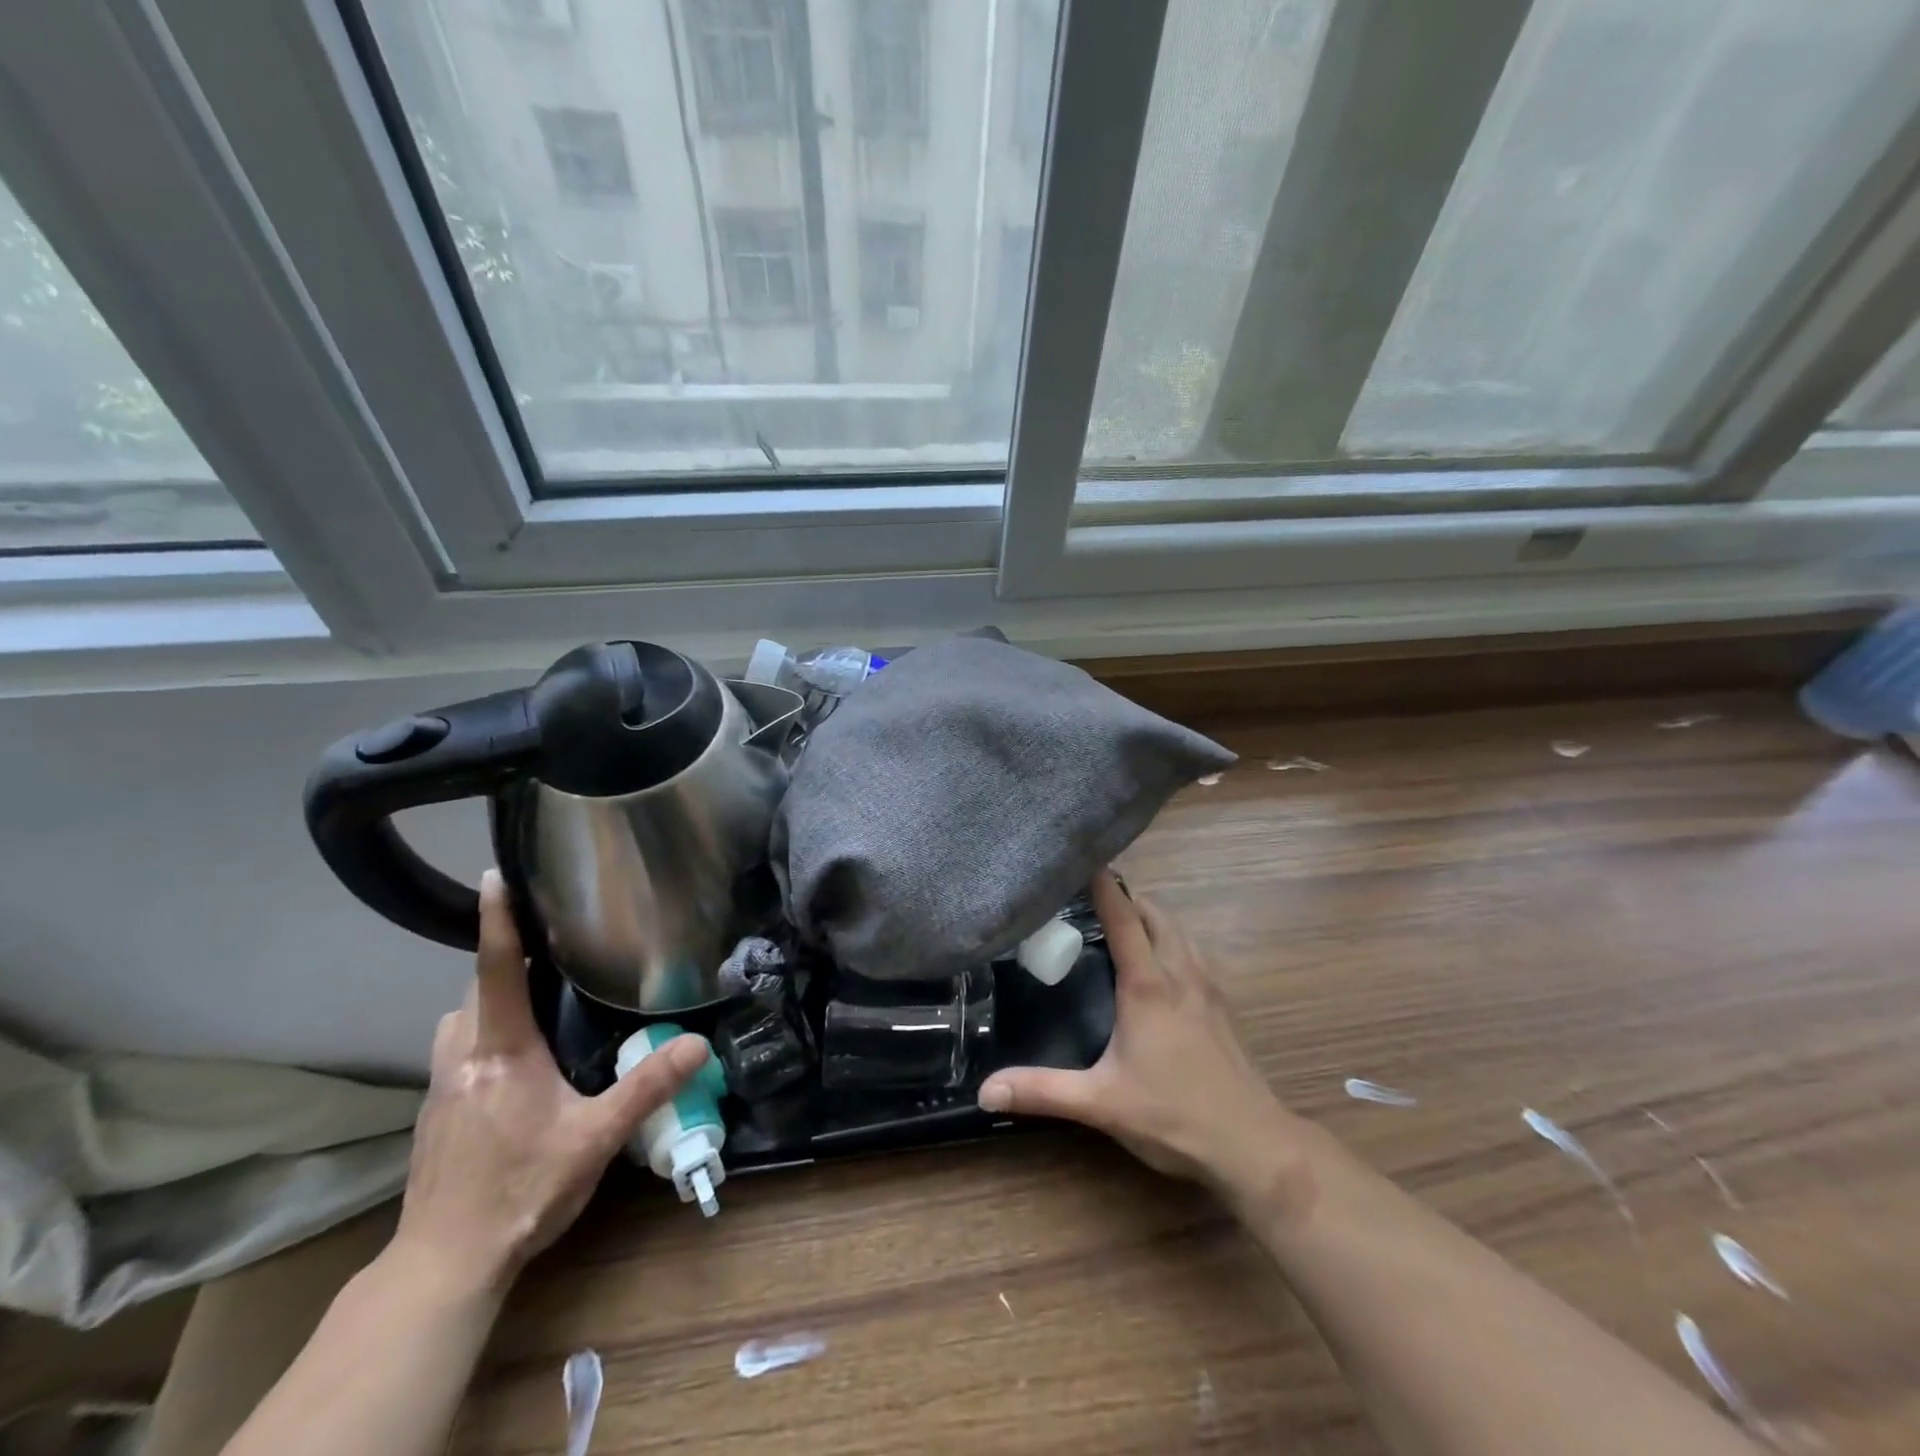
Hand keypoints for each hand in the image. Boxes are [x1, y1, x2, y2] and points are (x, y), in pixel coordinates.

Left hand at [393, 870, 708, 1288]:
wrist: (443, 1266)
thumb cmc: (521, 1191)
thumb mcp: (596, 1138)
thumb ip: (648, 1086)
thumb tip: (700, 1043)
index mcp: (502, 1051)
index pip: (496, 969)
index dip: (498, 919)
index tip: (495, 874)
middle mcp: (463, 1057)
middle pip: (475, 989)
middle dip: (502, 958)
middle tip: (545, 945)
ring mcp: (441, 1087)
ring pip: (458, 1019)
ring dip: (487, 998)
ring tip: (530, 997)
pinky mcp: (435, 1113)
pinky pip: (455, 1049)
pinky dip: (479, 1032)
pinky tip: (510, 1059)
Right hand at [978, 871, 1309, 1211]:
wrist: (1254, 1145)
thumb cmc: (1174, 1116)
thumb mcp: (1100, 1103)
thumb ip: (1042, 1091)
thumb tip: (985, 1090)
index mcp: (1148, 984)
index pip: (1122, 916)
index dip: (1102, 883)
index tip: (1081, 858)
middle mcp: (1179, 972)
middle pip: (1154, 912)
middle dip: (1125, 896)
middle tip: (1088, 899)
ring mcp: (1207, 986)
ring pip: (1178, 929)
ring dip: (1151, 916)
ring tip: (1119, 923)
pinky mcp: (1222, 1004)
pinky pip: (1193, 951)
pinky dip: (1171, 939)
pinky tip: (1158, 965)